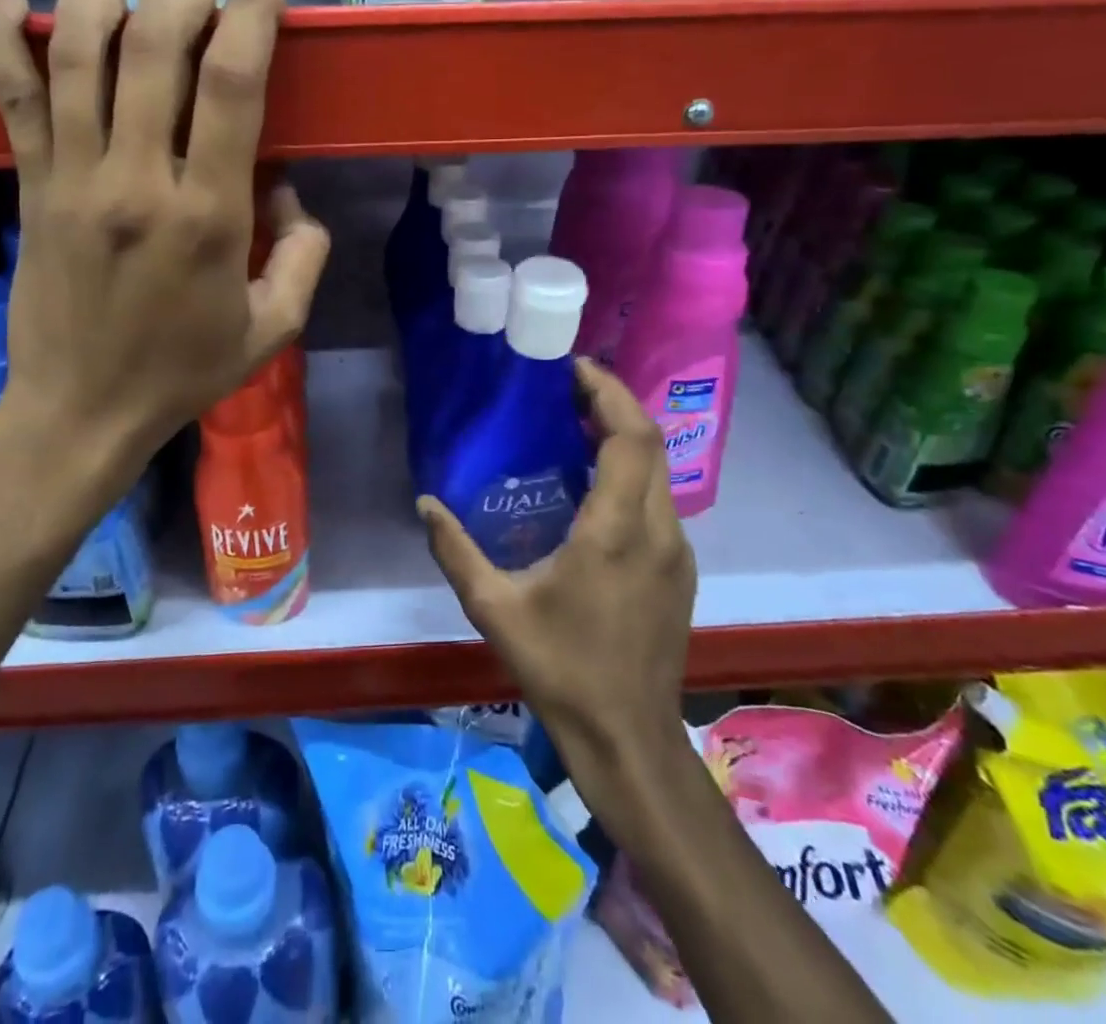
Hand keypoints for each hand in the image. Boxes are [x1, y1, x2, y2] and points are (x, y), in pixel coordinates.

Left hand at [0, 0, 329, 478]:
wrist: (82, 411)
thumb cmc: (183, 372)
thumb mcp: (274, 328)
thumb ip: (303, 253)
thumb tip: (286, 190)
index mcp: (207, 214)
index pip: (233, 84)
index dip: (253, 12)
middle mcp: (136, 179)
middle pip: (155, 47)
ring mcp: (71, 177)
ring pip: (76, 51)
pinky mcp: (29, 186)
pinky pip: (7, 95)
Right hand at [420, 359, 695, 799]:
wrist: (628, 737)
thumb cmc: (561, 669)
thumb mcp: (495, 608)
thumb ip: (456, 550)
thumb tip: (425, 504)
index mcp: (617, 530)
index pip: (630, 437)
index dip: (608, 393)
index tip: (572, 369)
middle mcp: (658, 529)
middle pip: (650, 442)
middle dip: (613, 403)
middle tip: (567, 389)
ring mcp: (677, 550)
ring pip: (659, 470)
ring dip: (624, 437)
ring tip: (575, 426)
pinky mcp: (680, 569)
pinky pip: (660, 499)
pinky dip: (632, 471)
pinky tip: (594, 485)